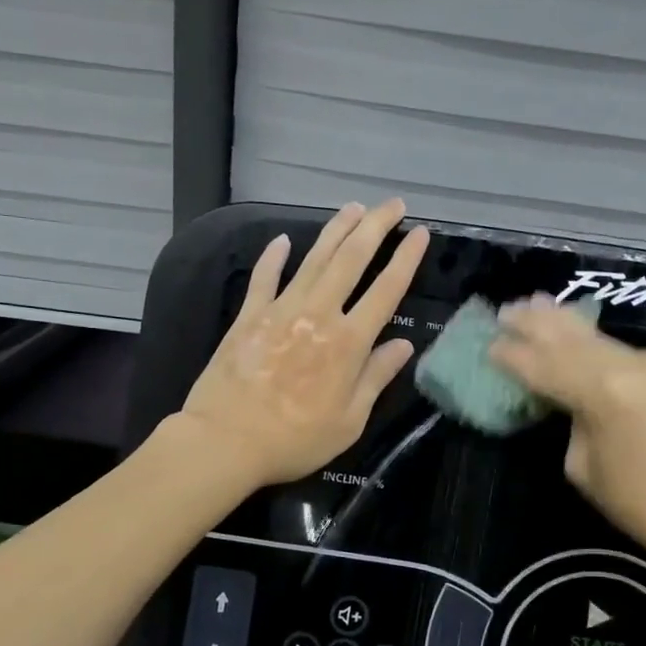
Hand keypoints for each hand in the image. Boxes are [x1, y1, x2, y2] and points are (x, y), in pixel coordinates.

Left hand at [179, 200, 429, 486]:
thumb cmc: (295, 439)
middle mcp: (319, 315)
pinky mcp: (249, 316)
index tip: (420, 233)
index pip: (386, 290)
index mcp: (348, 342)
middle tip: (392, 204)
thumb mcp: (349, 420)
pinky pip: (264, 278)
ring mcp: (281, 310)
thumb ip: (376, 377)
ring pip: (314, 259)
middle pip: (351, 260)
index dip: (406, 259)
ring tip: (353, 207)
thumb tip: (403, 345)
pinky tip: (284, 240)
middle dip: (375, 227)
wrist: (226, 441)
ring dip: (336, 230)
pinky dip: (274, 257)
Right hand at [489, 297, 645, 572]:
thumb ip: (570, 419)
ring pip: (596, 336)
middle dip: (534, 324)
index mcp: (603, 394)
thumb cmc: (637, 502)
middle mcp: (629, 367)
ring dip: (562, 321)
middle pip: (570, 338)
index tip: (488, 345)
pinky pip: (619, 349)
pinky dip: (590, 339)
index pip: (544, 366)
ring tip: (534, 303)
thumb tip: (566, 397)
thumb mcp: (582, 465)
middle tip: (505, 311)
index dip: (513, 356)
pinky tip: (574, 330)